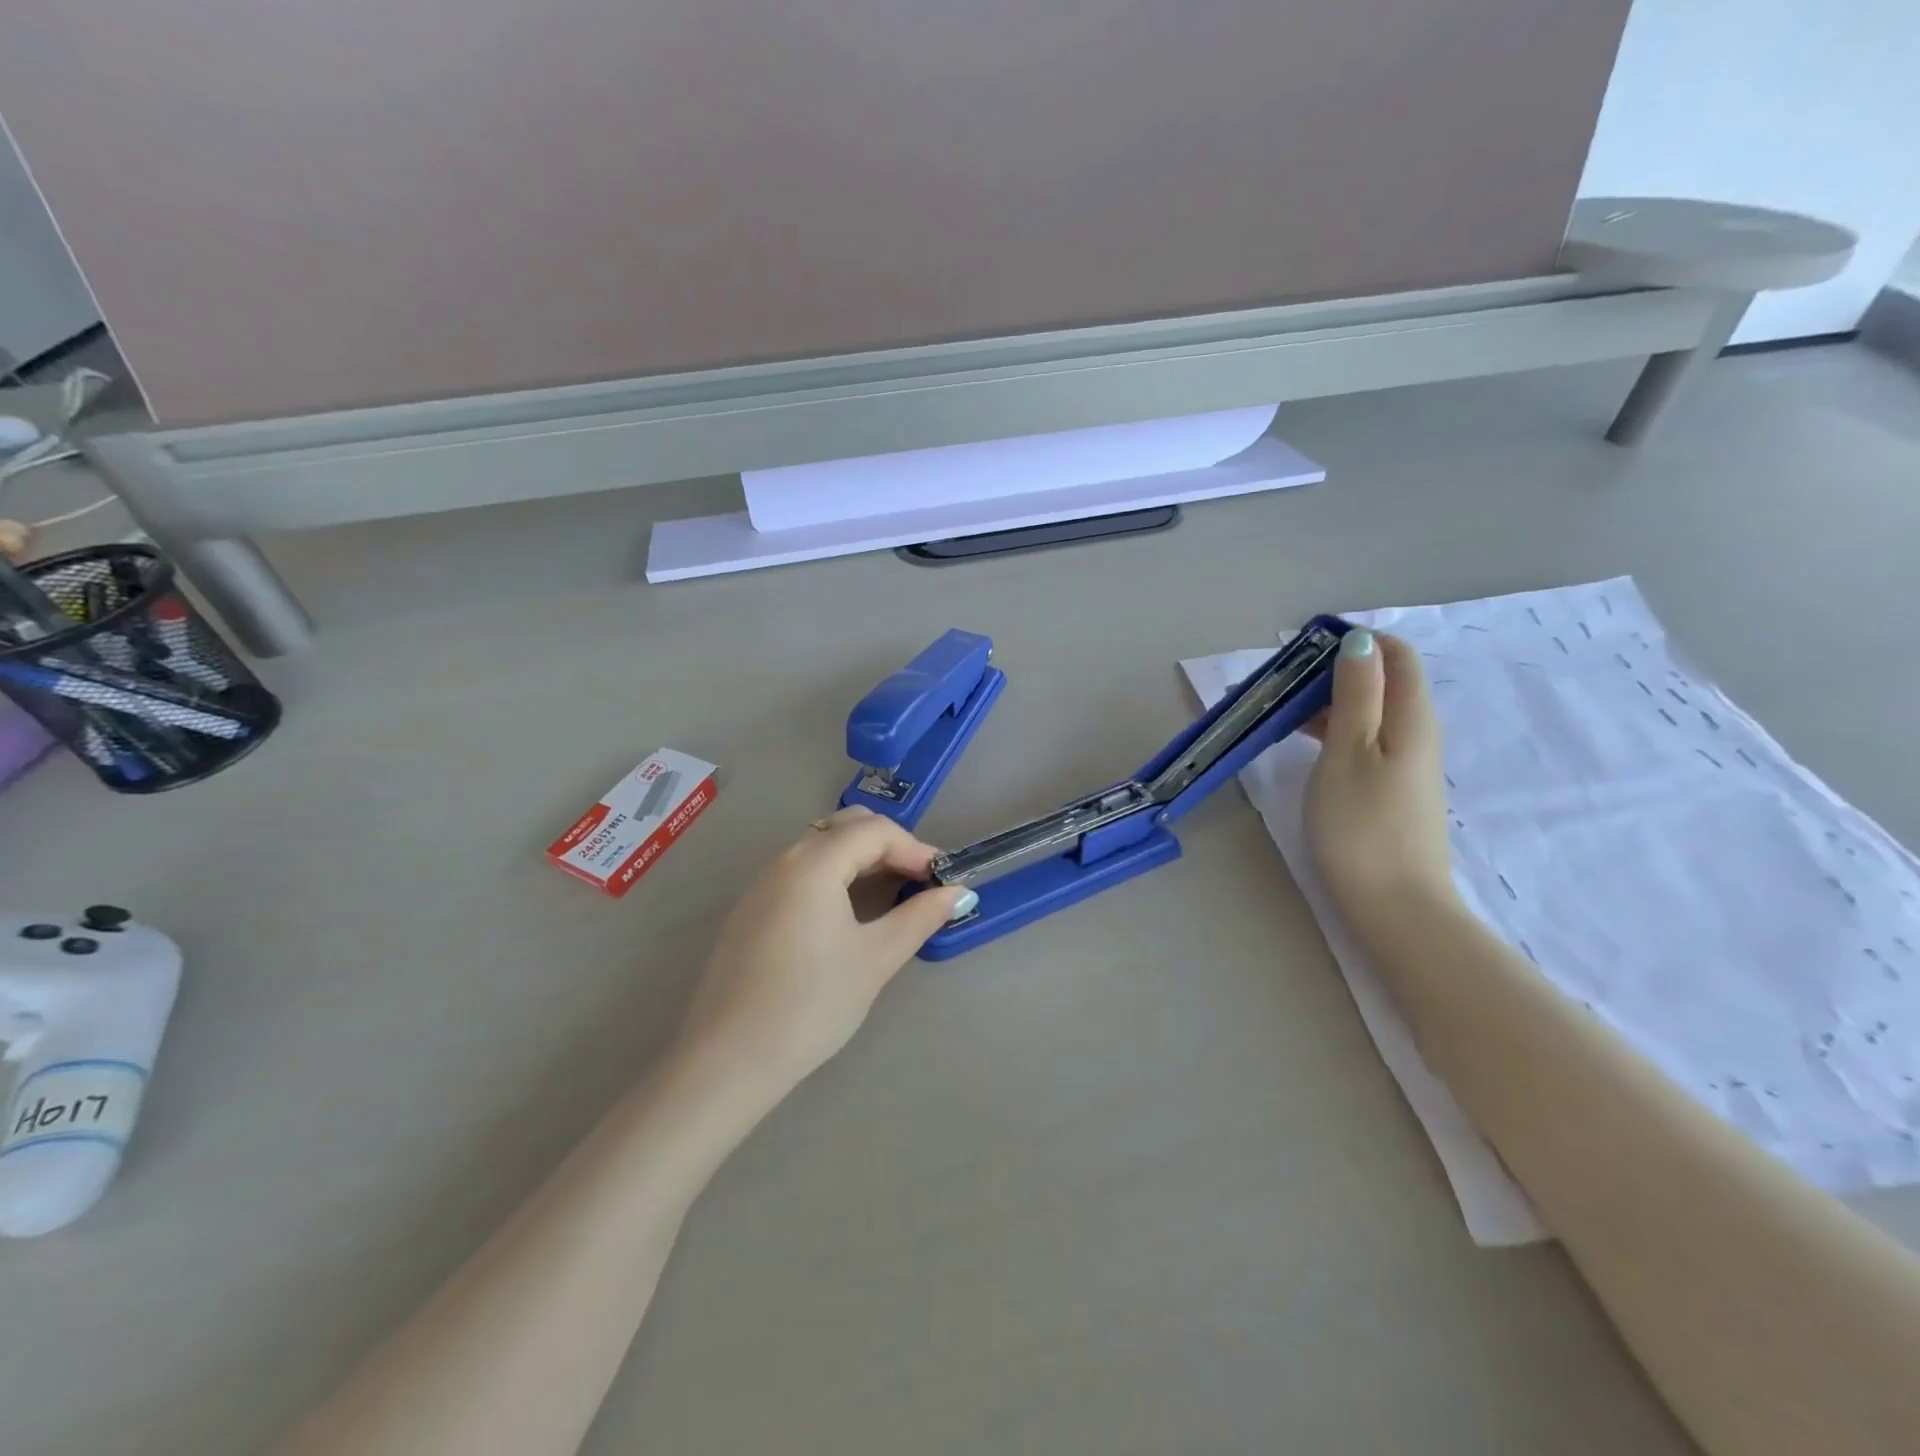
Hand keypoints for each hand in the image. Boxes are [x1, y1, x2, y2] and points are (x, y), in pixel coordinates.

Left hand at [673, 807, 970, 1097]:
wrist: (728, 1059)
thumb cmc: (811, 1004)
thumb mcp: (875, 959)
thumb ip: (919, 917)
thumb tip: (956, 893)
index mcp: (814, 863)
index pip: (875, 830)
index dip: (915, 848)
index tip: (941, 882)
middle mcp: (784, 861)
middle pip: (845, 828)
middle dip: (888, 846)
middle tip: (917, 883)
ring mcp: (762, 885)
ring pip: (821, 849)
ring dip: (861, 861)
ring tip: (890, 898)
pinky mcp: (751, 911)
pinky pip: (801, 873)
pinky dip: (834, 877)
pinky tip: (848, 916)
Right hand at [1304, 628, 1458, 935]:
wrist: (1394, 906)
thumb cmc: (1362, 825)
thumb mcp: (1350, 750)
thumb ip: (1356, 693)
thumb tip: (1359, 641)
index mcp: (1410, 716)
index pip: (1395, 654)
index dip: (1354, 641)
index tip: (1303, 649)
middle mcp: (1415, 732)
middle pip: (1380, 681)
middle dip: (1330, 671)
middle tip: (1279, 684)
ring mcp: (1404, 763)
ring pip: (1367, 712)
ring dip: (1325, 702)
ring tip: (1277, 711)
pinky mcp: (1389, 788)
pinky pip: (1362, 739)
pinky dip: (1331, 730)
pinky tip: (1300, 743)